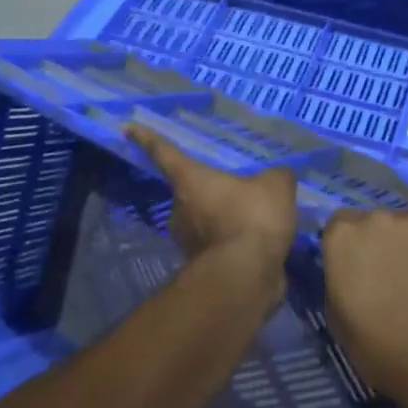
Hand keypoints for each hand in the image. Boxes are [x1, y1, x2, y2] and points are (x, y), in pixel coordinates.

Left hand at [126, 126, 299, 277]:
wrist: (245, 278)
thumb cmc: (251, 219)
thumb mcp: (276, 186)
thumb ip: (276, 177)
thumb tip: (279, 177)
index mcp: (190, 180)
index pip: (164, 153)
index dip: (148, 139)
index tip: (128, 129)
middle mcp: (181, 210)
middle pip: (189, 192)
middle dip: (209, 191)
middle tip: (235, 188)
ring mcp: (189, 243)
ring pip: (205, 222)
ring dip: (224, 220)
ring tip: (255, 218)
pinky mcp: (203, 269)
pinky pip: (219, 246)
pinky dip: (234, 244)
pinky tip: (258, 245)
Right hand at [321, 211, 407, 407]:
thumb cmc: (380, 349)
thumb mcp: (338, 319)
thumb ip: (340, 281)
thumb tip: (352, 275)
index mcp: (344, 236)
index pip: (340, 225)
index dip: (351, 248)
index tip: (358, 270)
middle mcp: (379, 217)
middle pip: (379, 223)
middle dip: (384, 243)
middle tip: (394, 278)